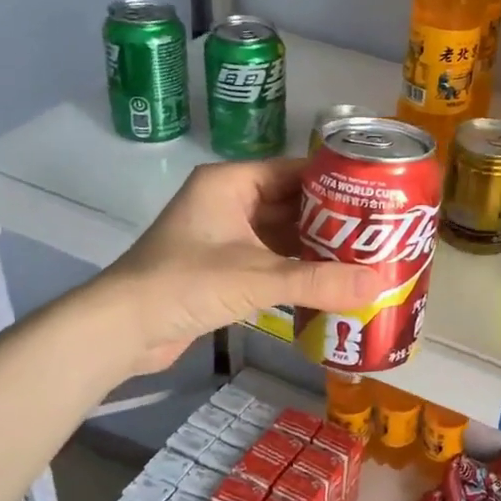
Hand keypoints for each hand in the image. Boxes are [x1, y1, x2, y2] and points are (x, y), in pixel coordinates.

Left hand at [81, 158, 378, 378]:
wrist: (121, 329)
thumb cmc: (185, 283)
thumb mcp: (257, 278)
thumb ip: (319, 281)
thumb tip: (380, 285)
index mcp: (231, 183)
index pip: (295, 170)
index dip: (336, 182)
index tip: (377, 196)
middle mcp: (229, 201)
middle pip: (292, 203)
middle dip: (332, 219)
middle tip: (379, 231)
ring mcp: (224, 235)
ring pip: (282, 233)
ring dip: (316, 246)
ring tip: (365, 256)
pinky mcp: (222, 267)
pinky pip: (270, 259)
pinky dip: (296, 269)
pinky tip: (331, 280)